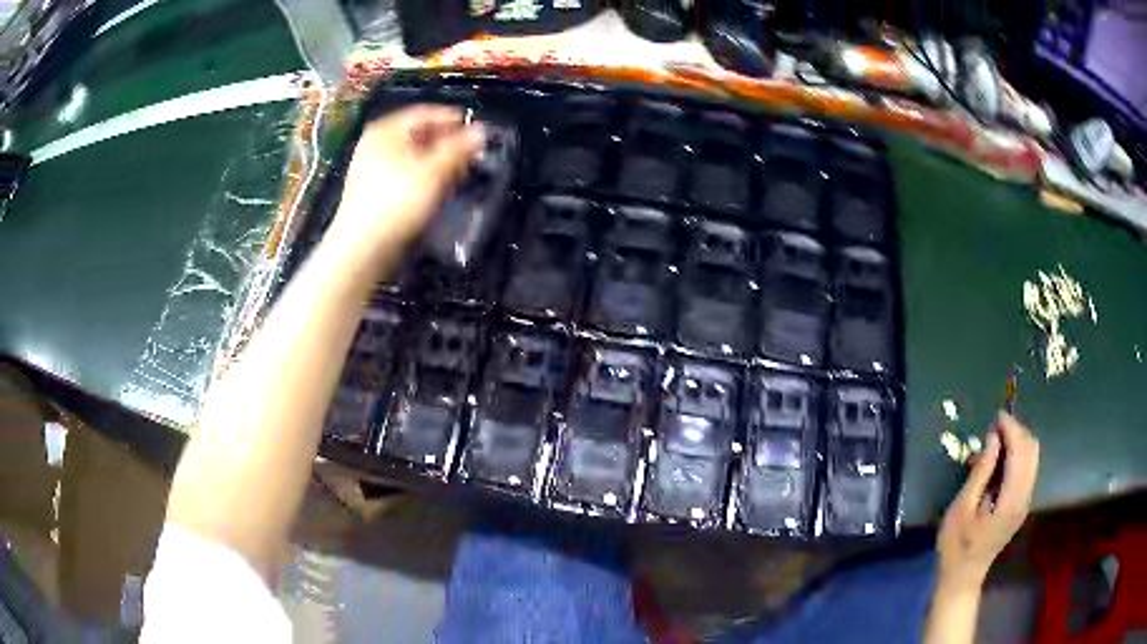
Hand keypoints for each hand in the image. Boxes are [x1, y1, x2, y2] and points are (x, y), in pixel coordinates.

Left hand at [330, 104, 484, 257]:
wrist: (362, 249)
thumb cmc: (398, 202)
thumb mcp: (434, 171)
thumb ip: (459, 148)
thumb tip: (481, 130)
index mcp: (385, 130)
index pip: (425, 113)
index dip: (454, 119)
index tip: (478, 128)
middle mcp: (375, 144)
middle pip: (418, 134)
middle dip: (447, 142)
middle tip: (472, 152)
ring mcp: (371, 169)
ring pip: (412, 156)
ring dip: (438, 161)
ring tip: (460, 171)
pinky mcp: (372, 193)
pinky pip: (404, 175)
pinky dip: (424, 176)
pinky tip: (438, 189)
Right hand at [936, 412, 1039, 593]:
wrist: (962, 577)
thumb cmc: (956, 545)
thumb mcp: (961, 508)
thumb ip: (981, 471)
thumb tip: (993, 438)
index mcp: (1011, 500)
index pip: (1021, 452)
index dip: (1011, 429)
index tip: (996, 417)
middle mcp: (1025, 497)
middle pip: (1032, 450)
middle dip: (1017, 432)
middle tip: (995, 428)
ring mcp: (1025, 501)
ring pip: (1032, 457)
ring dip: (1018, 443)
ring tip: (995, 442)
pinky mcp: (1021, 504)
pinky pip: (1027, 469)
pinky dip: (1016, 456)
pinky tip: (999, 460)